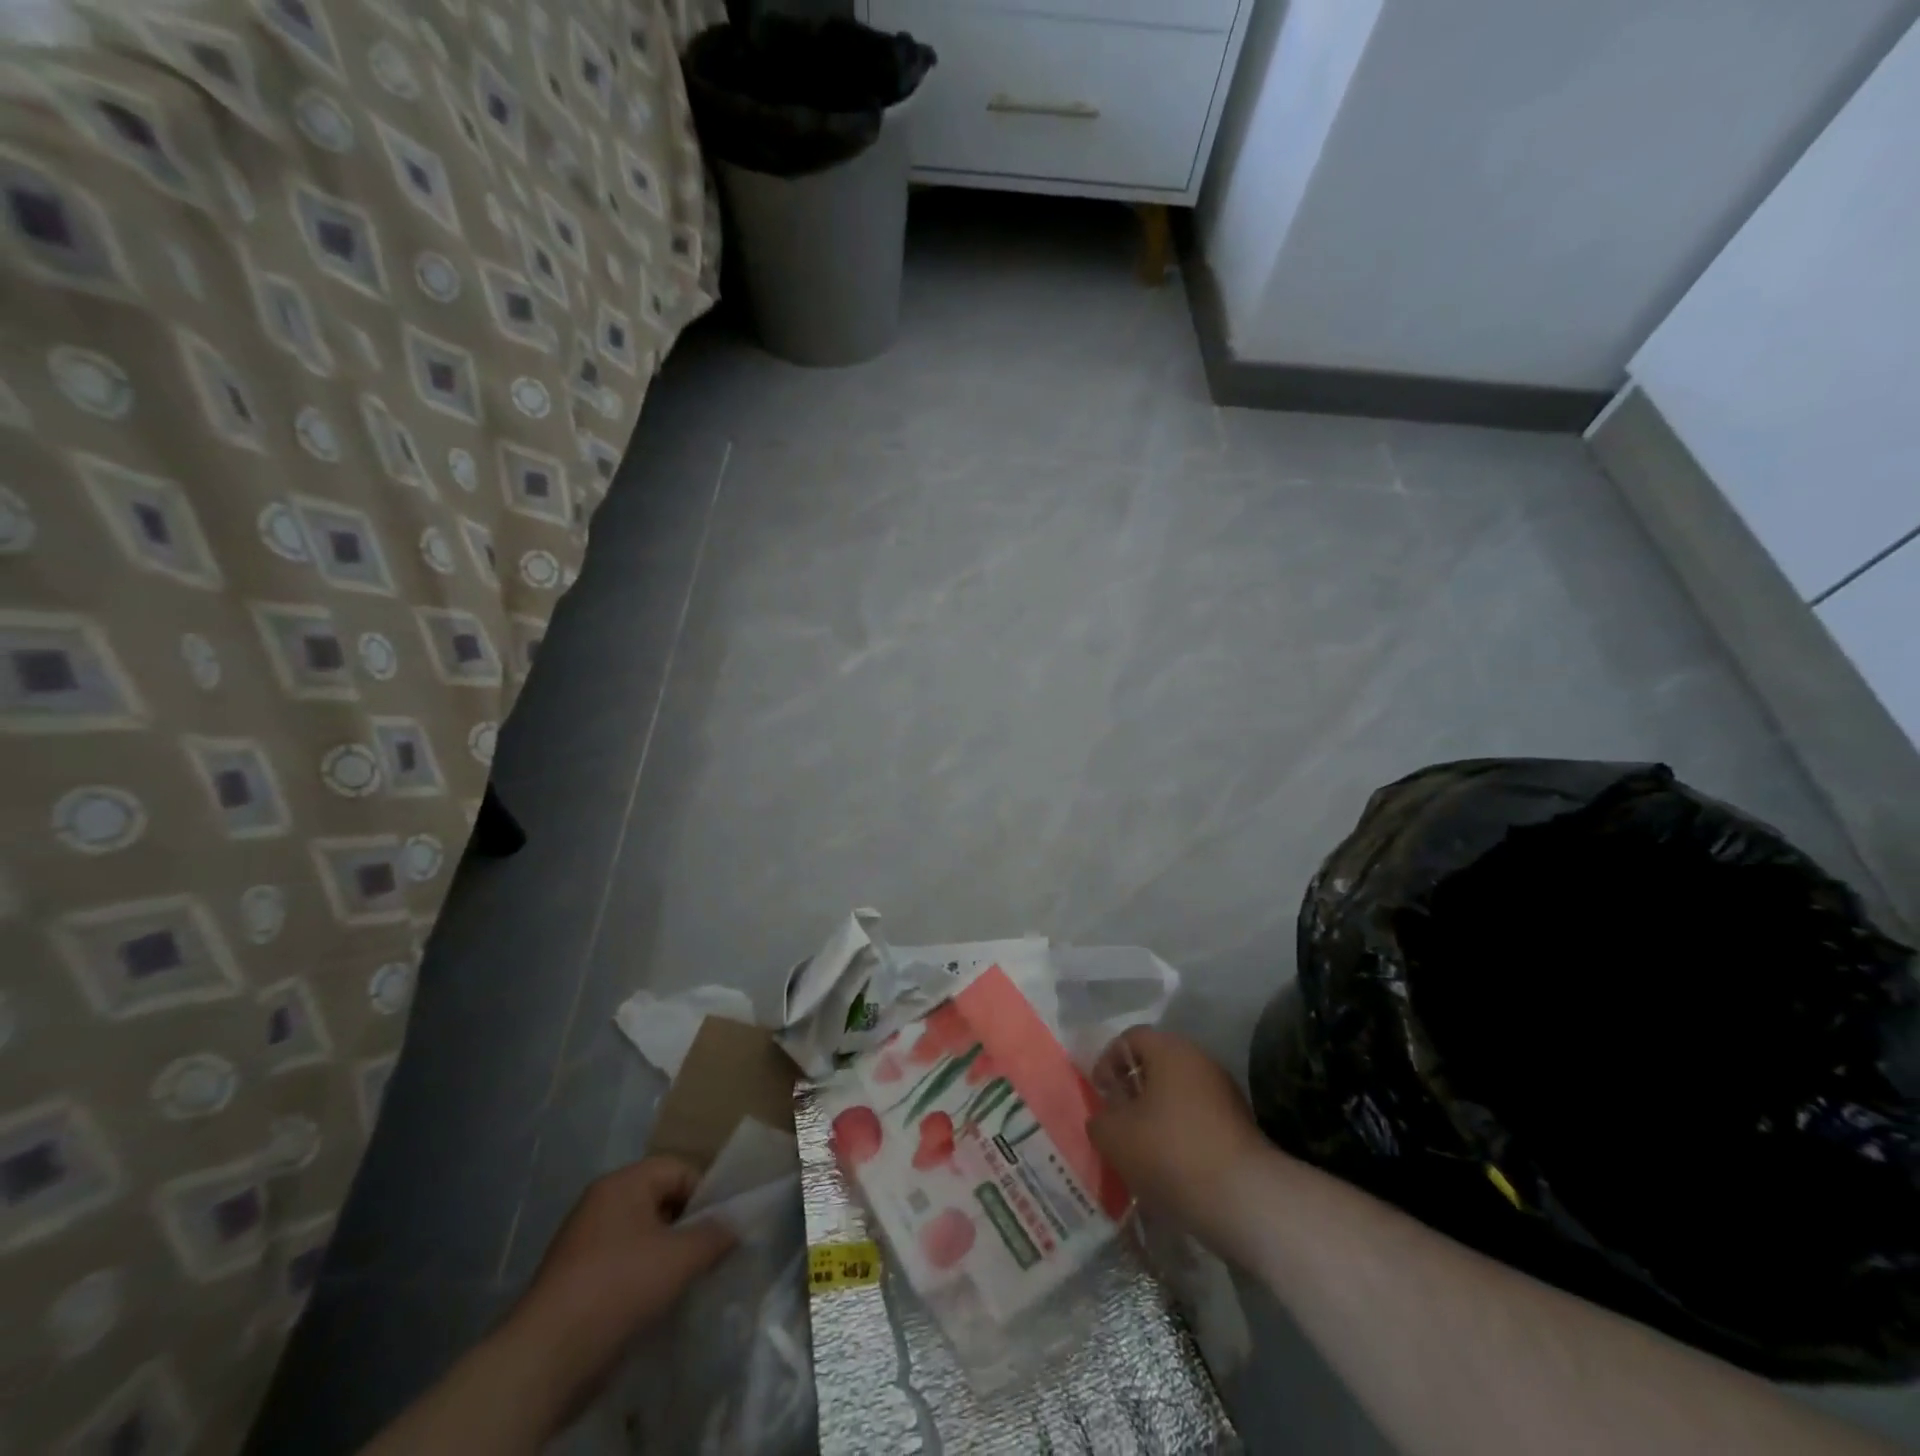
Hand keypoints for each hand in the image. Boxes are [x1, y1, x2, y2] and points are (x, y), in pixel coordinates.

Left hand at [498, 1157, 734, 1419]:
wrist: (545, 1358)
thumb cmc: (619, 1287)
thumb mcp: (680, 1258)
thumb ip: (714, 1235)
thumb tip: (733, 1227)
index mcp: (622, 1183)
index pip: (678, 1170)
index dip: (704, 1195)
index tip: (718, 1229)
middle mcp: (599, 1203)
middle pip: (658, 1201)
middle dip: (685, 1226)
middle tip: (705, 1255)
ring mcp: (581, 1242)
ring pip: (639, 1236)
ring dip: (663, 1256)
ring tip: (682, 1283)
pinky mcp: (572, 1280)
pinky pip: (619, 1265)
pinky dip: (639, 1278)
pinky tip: (651, 1304)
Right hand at [1088, 1028, 1273, 1256]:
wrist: (1246, 1199)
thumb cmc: (1171, 1152)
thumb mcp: (1114, 1137)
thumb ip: (1100, 1119)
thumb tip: (1106, 1117)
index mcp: (1170, 1049)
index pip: (1130, 1038)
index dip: (1108, 1062)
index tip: (1101, 1095)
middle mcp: (1200, 1060)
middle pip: (1156, 1065)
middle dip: (1133, 1091)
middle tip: (1118, 1122)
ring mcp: (1225, 1092)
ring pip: (1178, 1094)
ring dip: (1157, 1115)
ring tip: (1142, 1150)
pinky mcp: (1241, 1125)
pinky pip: (1199, 1119)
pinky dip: (1180, 1134)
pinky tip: (1172, 1167)